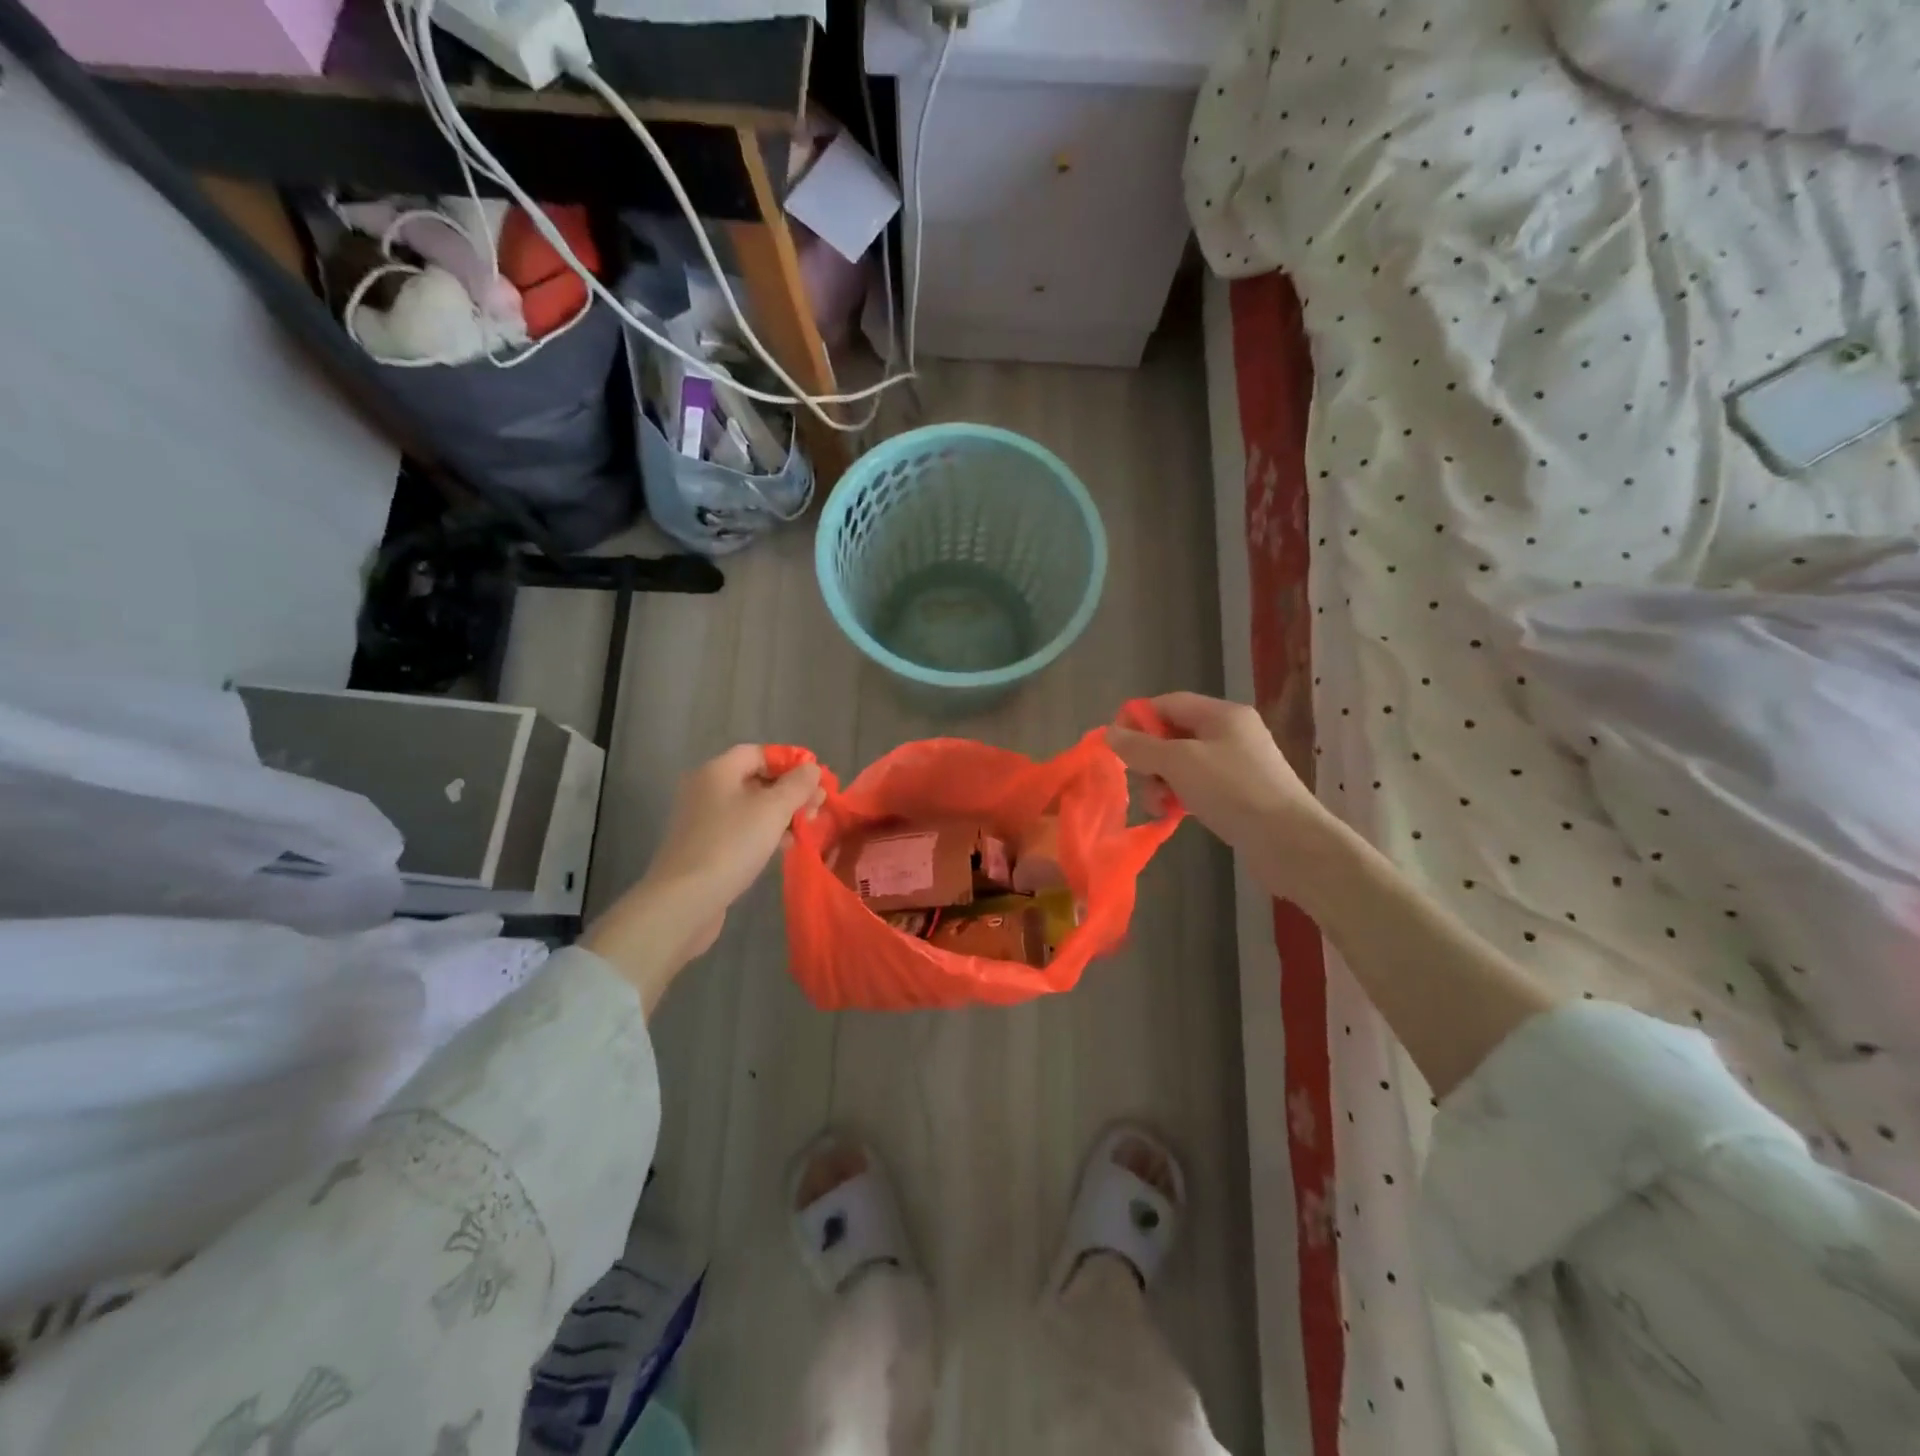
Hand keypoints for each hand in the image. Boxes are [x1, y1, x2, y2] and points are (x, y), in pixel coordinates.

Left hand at [583, 747, 821, 1010]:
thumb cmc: (731, 845)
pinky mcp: (703, 847)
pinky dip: (763, 832)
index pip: (758, 752)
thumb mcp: (773, 810)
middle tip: (816, 808)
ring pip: (750, 806)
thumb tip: (811, 768)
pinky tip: (782, 847)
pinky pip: (740, 829)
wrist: (684, 901)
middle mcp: (705, 789)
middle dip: (789, 791)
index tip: (815, 781)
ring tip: (805, 829)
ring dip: (780, 813)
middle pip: (755, 779)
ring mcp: (701, 820)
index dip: (790, 762)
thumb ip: (797, 785)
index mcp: (717, 771)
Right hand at [1107, 693, 1323, 854]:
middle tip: (1141, 782)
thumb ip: (1141, 747)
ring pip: (1182, 764)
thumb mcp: (1179, 762)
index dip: (1137, 719)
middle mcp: (1230, 733)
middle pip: (1173, 735)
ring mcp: (1236, 764)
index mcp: (1221, 714)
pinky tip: (1174, 815)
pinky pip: (1197, 786)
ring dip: (1162, 783)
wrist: (1289, 841)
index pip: (1168, 703)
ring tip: (1158, 806)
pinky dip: (1180, 796)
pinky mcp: (1239, 793)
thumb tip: (1110, 733)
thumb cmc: (1232, 790)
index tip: (1115, 745)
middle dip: (1149, 759)